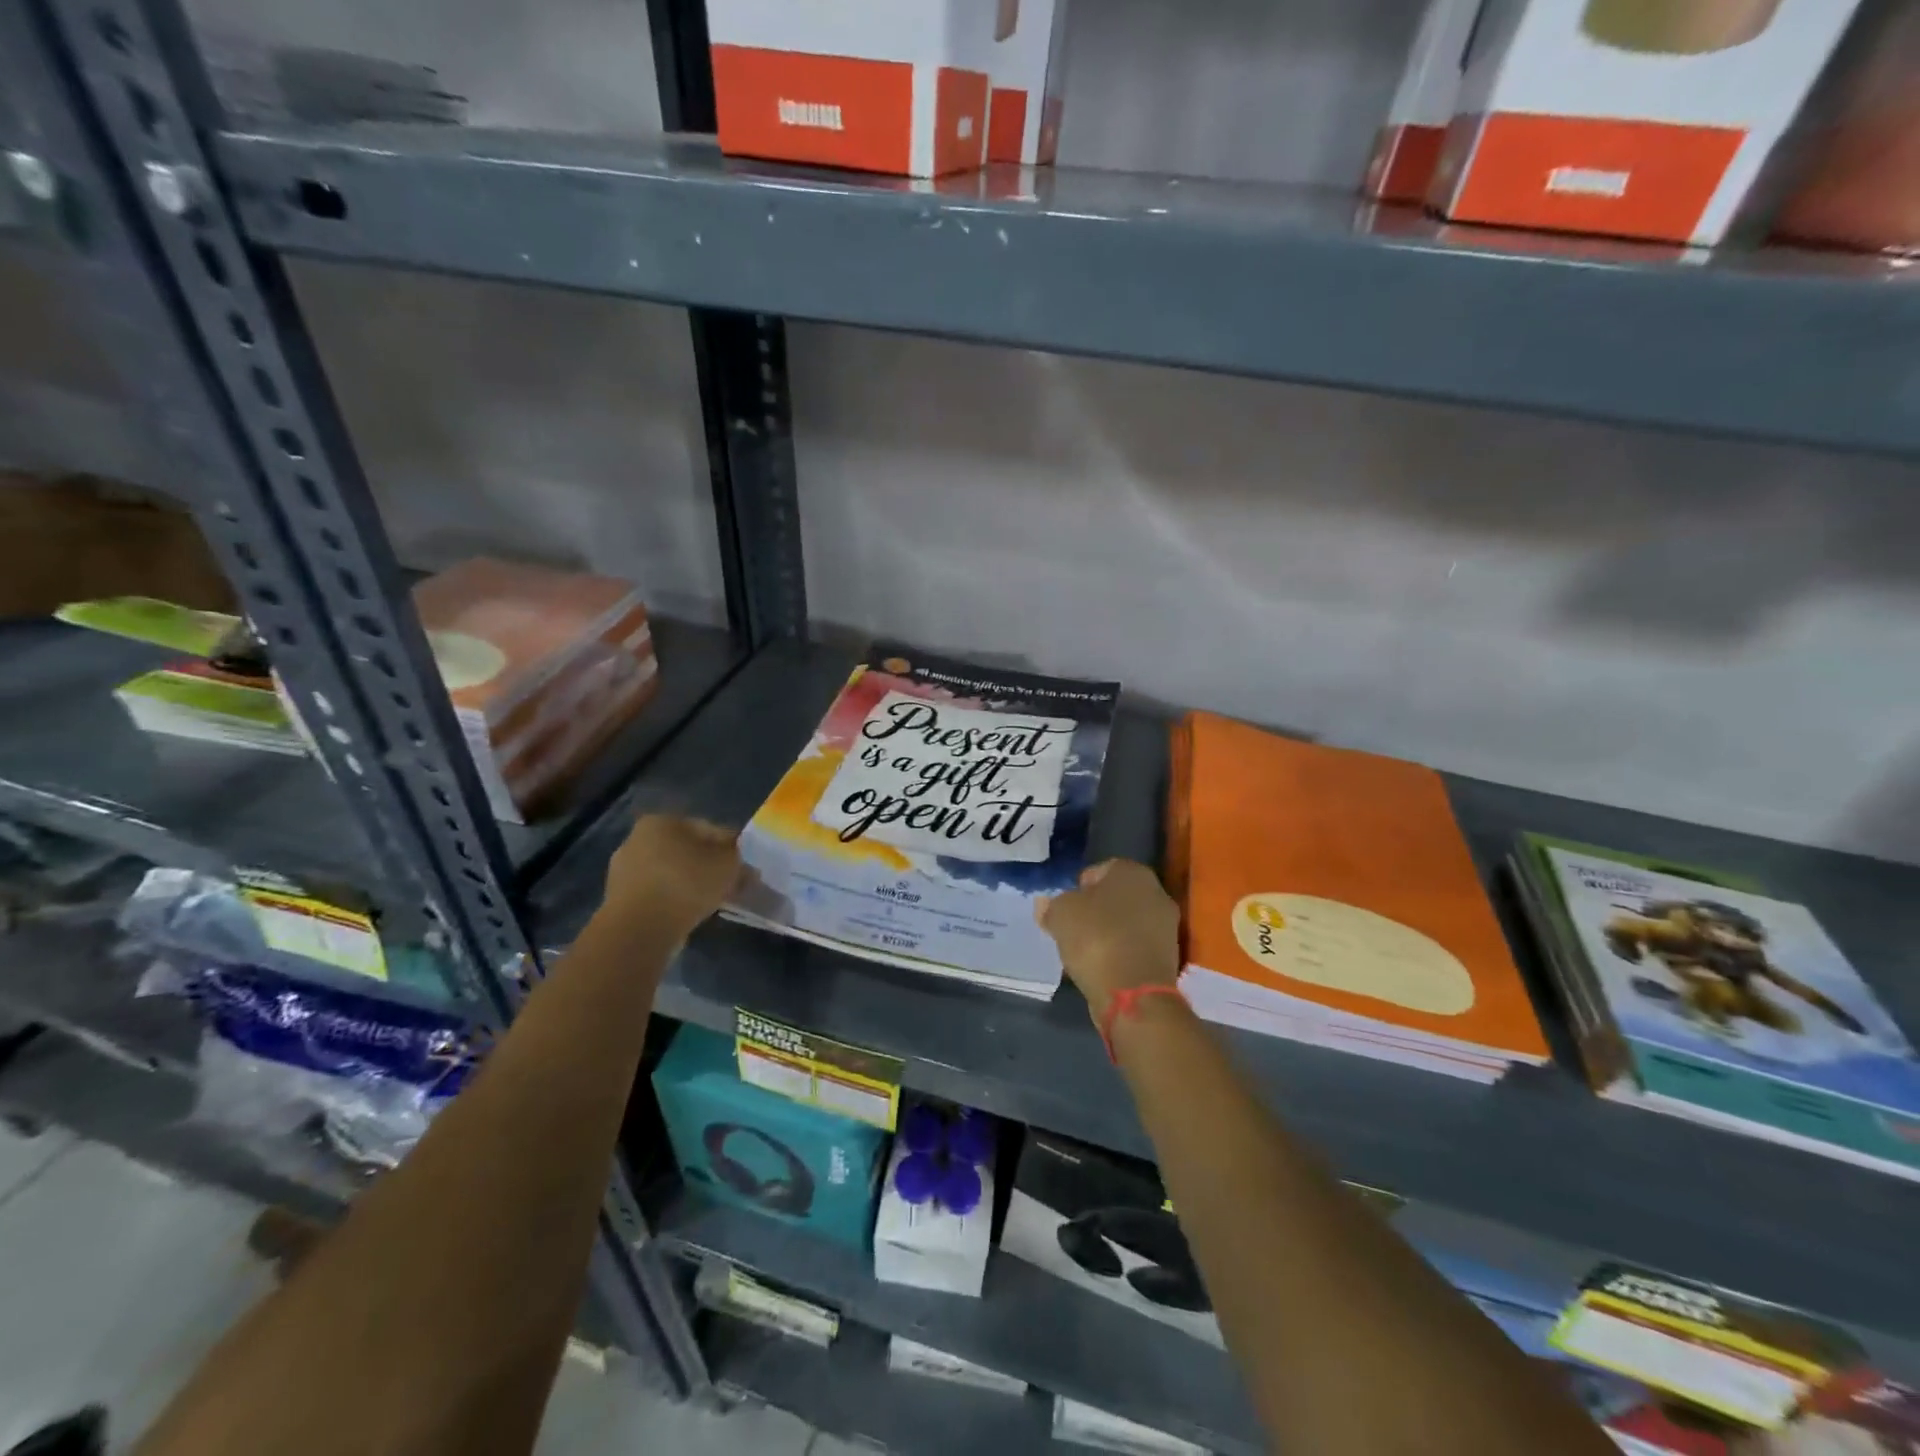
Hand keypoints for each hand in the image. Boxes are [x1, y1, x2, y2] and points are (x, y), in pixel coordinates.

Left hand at [603, 815, 740, 942]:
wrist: (639, 929)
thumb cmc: (686, 883)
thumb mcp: (727, 864)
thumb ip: (738, 858)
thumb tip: (742, 864)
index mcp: (662, 821)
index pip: (708, 829)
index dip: (731, 848)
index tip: (746, 867)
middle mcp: (638, 838)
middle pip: (687, 851)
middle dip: (710, 866)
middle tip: (732, 885)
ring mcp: (624, 870)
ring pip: (672, 873)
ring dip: (692, 884)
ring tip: (714, 902)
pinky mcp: (619, 899)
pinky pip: (658, 894)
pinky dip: (675, 900)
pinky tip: (691, 913)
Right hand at [1038, 860, 1181, 1020]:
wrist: (1133, 993)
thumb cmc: (1095, 938)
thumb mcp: (1060, 915)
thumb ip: (1051, 905)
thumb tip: (1045, 904)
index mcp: (1133, 872)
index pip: (1100, 870)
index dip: (1079, 887)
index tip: (1065, 906)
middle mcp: (1156, 892)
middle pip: (1116, 896)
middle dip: (1095, 909)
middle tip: (1072, 927)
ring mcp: (1166, 926)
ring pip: (1127, 922)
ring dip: (1108, 932)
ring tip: (1084, 950)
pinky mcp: (1168, 957)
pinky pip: (1135, 946)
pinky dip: (1120, 952)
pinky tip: (1102, 966)